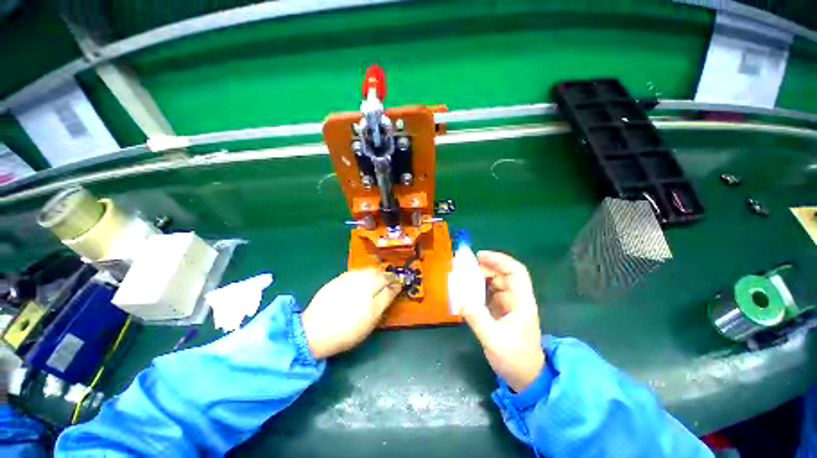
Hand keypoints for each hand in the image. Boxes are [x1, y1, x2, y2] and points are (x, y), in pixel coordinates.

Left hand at [302, 269, 400, 358]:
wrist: (313, 331)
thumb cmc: (345, 333)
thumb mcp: (369, 324)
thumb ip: (382, 305)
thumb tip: (391, 292)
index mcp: (371, 301)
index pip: (389, 287)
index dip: (396, 285)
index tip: (399, 285)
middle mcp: (362, 286)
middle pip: (381, 276)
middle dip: (388, 276)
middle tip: (390, 280)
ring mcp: (350, 280)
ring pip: (369, 271)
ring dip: (377, 273)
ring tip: (378, 278)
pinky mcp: (339, 278)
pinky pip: (357, 271)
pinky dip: (364, 273)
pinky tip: (363, 278)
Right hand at [460, 251, 544, 391]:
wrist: (525, 378)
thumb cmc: (515, 359)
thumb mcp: (494, 340)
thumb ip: (477, 318)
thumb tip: (460, 298)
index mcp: (522, 302)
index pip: (515, 272)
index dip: (499, 260)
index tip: (479, 256)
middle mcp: (516, 299)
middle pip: (503, 274)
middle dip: (485, 267)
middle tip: (465, 267)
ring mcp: (509, 305)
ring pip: (495, 282)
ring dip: (480, 277)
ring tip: (463, 277)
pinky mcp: (501, 311)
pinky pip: (489, 293)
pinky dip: (478, 288)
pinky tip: (466, 290)